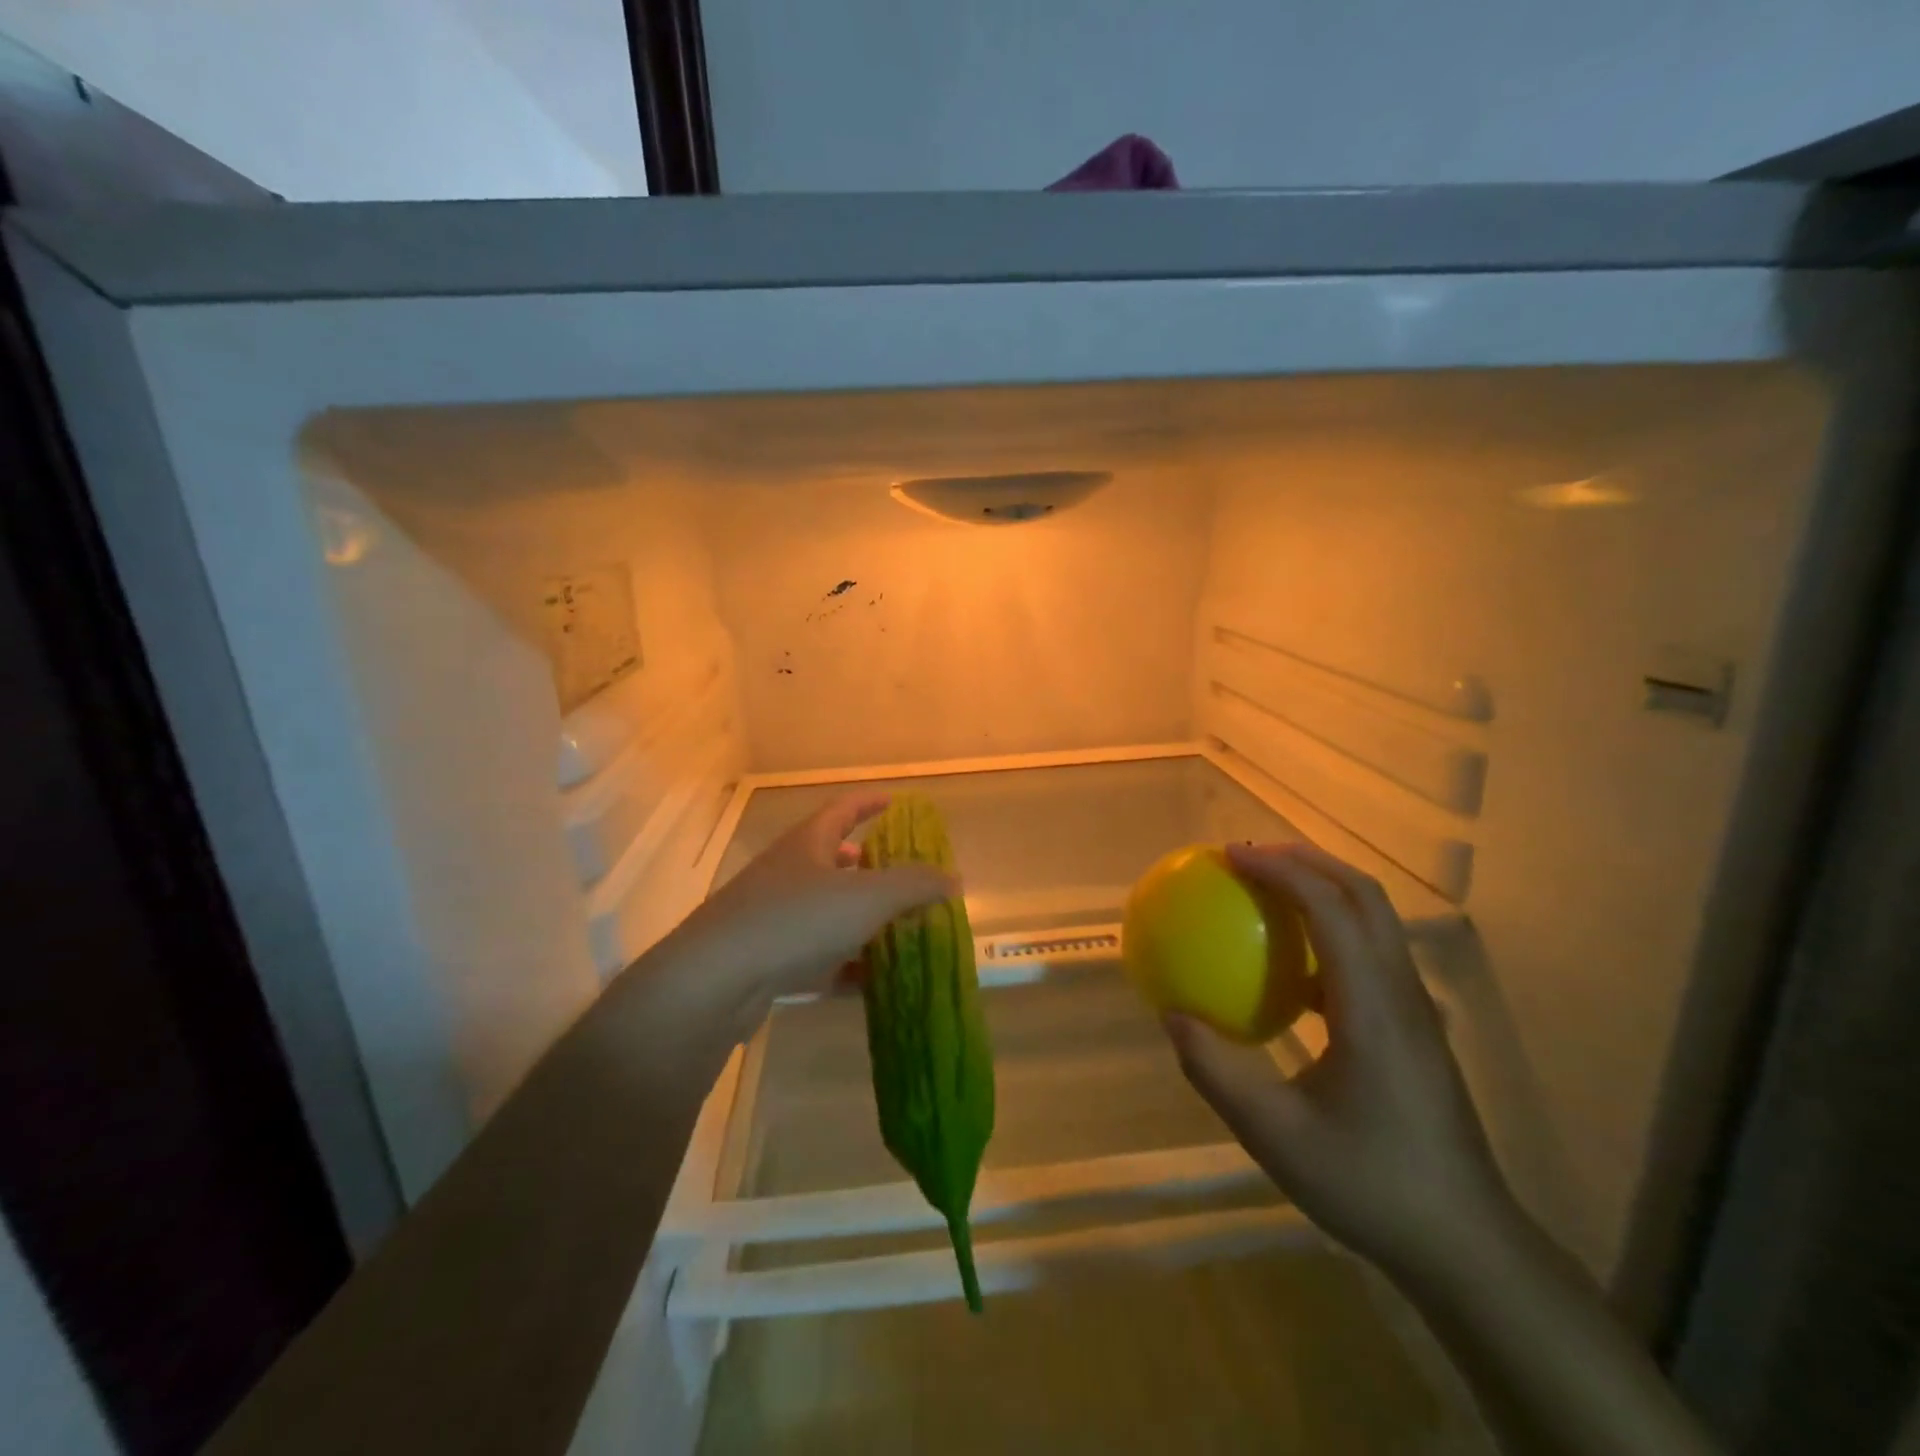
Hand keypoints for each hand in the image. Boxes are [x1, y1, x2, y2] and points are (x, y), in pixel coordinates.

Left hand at [664, 792, 954, 1017]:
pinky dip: (844, 965)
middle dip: (866, 865)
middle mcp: (787, 874)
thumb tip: (953, 878)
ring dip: (858, 918)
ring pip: (824, 911)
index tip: (894, 801)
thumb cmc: (795, 921)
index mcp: (807, 845)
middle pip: (830, 860)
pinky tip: (870, 983)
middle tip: (899, 873)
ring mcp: (772, 918)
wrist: (715, 982)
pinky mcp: (766, 961)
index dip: (869, 803)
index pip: (842, 810)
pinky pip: (815, 957)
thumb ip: (914, 885)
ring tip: (894, 929)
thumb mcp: (866, 897)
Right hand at [1164, 842, 1514, 1278]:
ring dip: (1322, 888)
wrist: (1466, 1245)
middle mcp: (1401, 992)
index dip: (1279, 869)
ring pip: (1374, 920)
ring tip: (1268, 889)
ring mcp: (1415, 1009)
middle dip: (1307, 859)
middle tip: (1249, 856)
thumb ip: (1215, 1070)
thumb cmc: (1370, 1184)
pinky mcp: (1414, 1028)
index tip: (1229, 855)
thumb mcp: (1274, 1135)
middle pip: (1363, 895)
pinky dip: (1329, 930)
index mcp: (1371, 1005)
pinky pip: (1370, 953)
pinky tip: (1291, 965)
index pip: (1330, 907)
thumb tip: (1172, 1015)